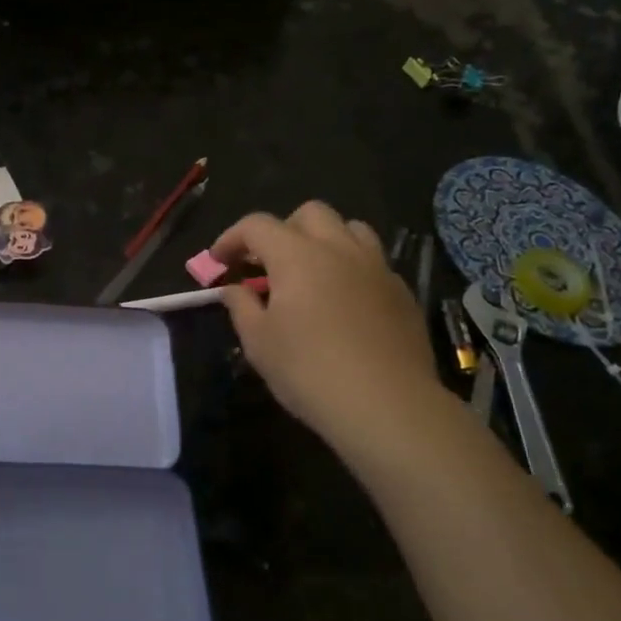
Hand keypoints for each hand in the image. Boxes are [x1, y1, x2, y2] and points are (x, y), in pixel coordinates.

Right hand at [211, 203, 444, 450]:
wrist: (387, 406)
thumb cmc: (309, 371)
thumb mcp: (259, 343)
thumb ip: (241, 306)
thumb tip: (234, 288)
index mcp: (297, 255)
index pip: (257, 225)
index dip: (232, 238)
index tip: (219, 262)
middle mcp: (339, 248)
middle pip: (309, 213)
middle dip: (282, 230)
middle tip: (267, 265)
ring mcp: (376, 267)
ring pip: (349, 228)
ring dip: (324, 240)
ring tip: (311, 273)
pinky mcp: (402, 291)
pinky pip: (372, 261)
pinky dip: (351, 268)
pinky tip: (344, 302)